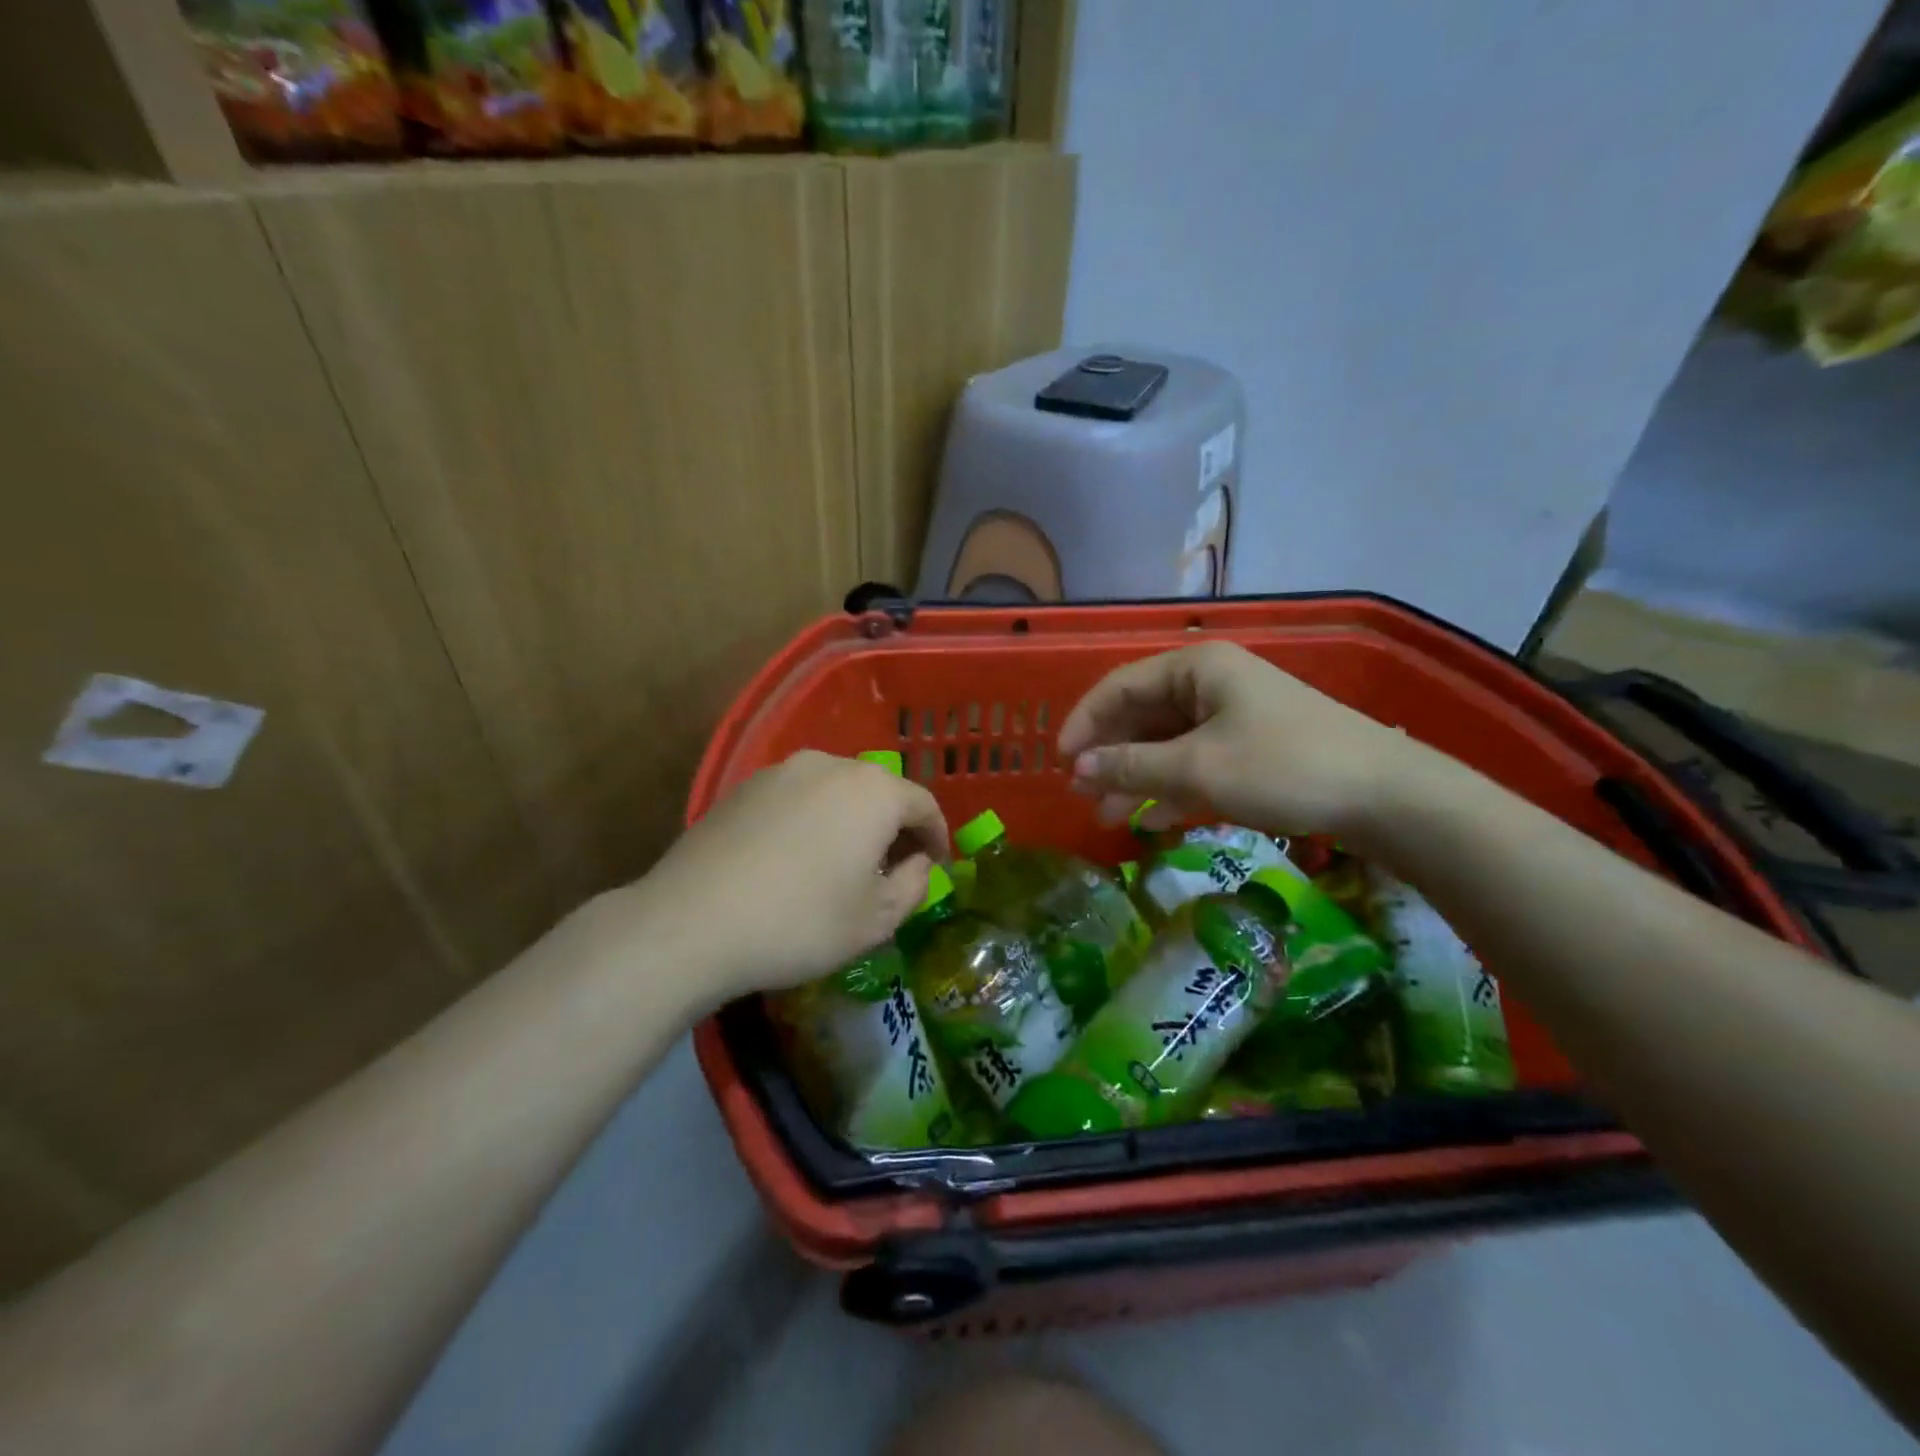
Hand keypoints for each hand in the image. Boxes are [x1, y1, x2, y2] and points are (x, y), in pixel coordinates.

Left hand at [637, 750, 948, 998]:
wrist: (692, 922)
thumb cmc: (801, 922)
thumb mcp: (877, 920)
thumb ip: (914, 884)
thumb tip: (917, 862)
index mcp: (873, 791)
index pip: (923, 804)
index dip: (937, 836)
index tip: (937, 865)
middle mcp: (831, 765)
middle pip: (879, 792)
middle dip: (893, 828)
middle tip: (891, 869)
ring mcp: (781, 772)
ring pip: (836, 793)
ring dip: (851, 822)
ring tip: (842, 864)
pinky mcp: (743, 787)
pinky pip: (797, 799)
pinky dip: (811, 821)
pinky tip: (796, 859)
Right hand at [1058, 642, 1437, 843]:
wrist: (1388, 797)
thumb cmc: (1283, 767)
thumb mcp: (1197, 768)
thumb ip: (1131, 766)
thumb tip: (1078, 768)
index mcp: (1196, 668)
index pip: (1119, 687)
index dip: (1084, 723)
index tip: (1060, 763)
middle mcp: (1212, 683)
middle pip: (1142, 715)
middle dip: (1109, 756)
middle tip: (1081, 795)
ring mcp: (1235, 716)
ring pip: (1168, 743)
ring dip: (1136, 777)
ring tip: (1108, 816)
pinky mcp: (1254, 748)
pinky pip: (1197, 762)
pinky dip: (1173, 788)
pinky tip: (1154, 820)